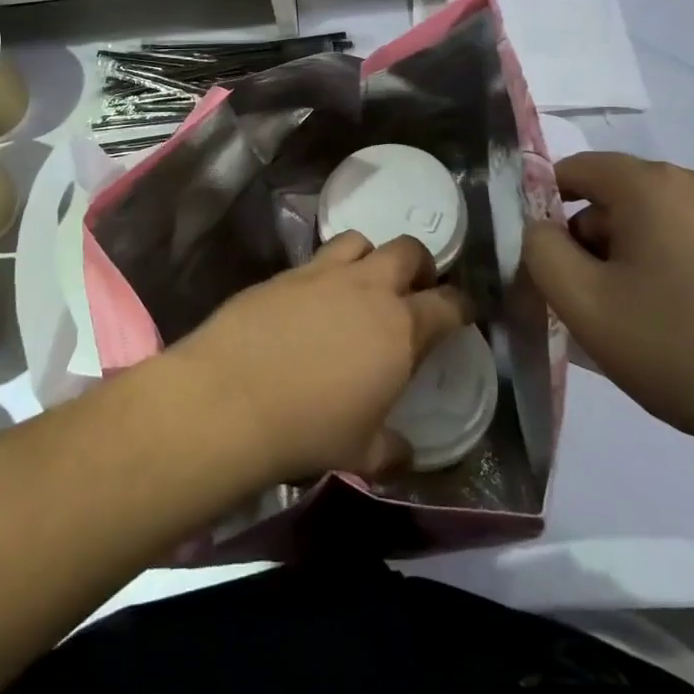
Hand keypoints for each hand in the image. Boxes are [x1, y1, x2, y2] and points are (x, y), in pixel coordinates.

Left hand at [169, 233, 470, 483]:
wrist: (231, 397)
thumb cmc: (309, 429)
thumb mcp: (362, 452)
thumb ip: (392, 449)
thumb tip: (406, 451)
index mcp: (401, 328)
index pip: (449, 304)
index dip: (461, 306)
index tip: (462, 313)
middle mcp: (367, 288)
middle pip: (408, 251)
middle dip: (420, 264)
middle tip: (414, 288)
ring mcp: (322, 273)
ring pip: (360, 240)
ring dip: (370, 256)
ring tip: (362, 282)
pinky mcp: (283, 273)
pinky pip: (315, 258)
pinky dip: (325, 271)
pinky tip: (312, 299)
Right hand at [522, 152, 693, 463]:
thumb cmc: (687, 351)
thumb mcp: (586, 307)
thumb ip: (540, 252)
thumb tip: (539, 228)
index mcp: (653, 185)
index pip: (576, 169)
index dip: (546, 208)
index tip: (547, 261)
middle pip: (619, 197)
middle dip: (593, 241)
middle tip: (593, 304)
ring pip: (661, 223)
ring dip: (635, 259)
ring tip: (643, 324)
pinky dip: (679, 271)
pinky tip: (692, 328)